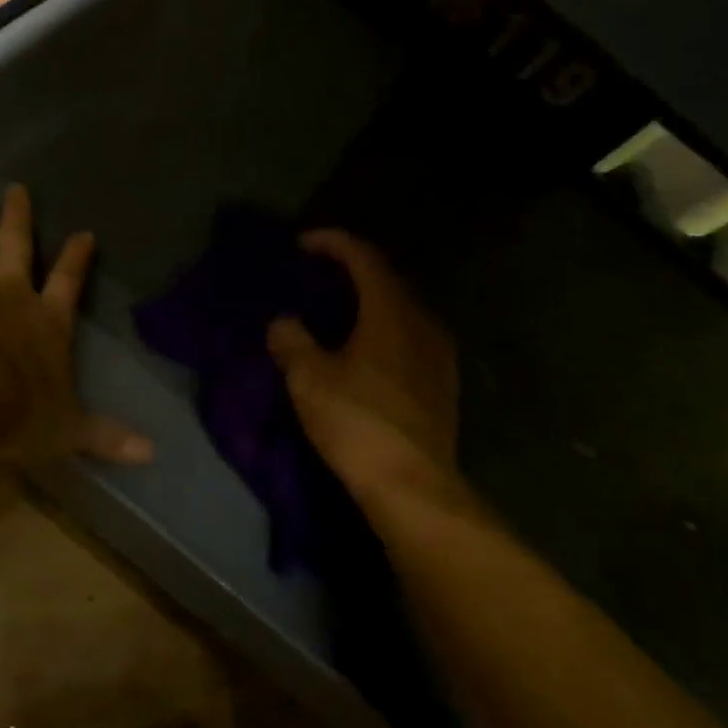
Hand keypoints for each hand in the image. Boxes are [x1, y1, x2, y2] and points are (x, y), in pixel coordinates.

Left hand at [0, 177, 152, 470]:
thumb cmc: (15, 416)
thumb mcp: (70, 431)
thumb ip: (108, 437)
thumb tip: (155, 454)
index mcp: (45, 322)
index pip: (69, 283)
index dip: (78, 258)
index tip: (85, 232)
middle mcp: (6, 295)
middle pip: (16, 246)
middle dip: (18, 217)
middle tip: (16, 187)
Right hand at [267, 231, 459, 505]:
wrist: (412, 484)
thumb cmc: (358, 422)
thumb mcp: (309, 379)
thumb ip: (292, 342)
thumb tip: (283, 323)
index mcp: (391, 311)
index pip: (364, 258)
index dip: (333, 243)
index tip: (304, 243)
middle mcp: (423, 323)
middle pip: (388, 280)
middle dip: (354, 271)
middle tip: (321, 276)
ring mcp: (440, 355)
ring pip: (403, 311)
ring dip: (372, 303)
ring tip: (342, 313)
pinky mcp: (443, 385)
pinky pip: (412, 339)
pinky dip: (386, 331)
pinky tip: (368, 352)